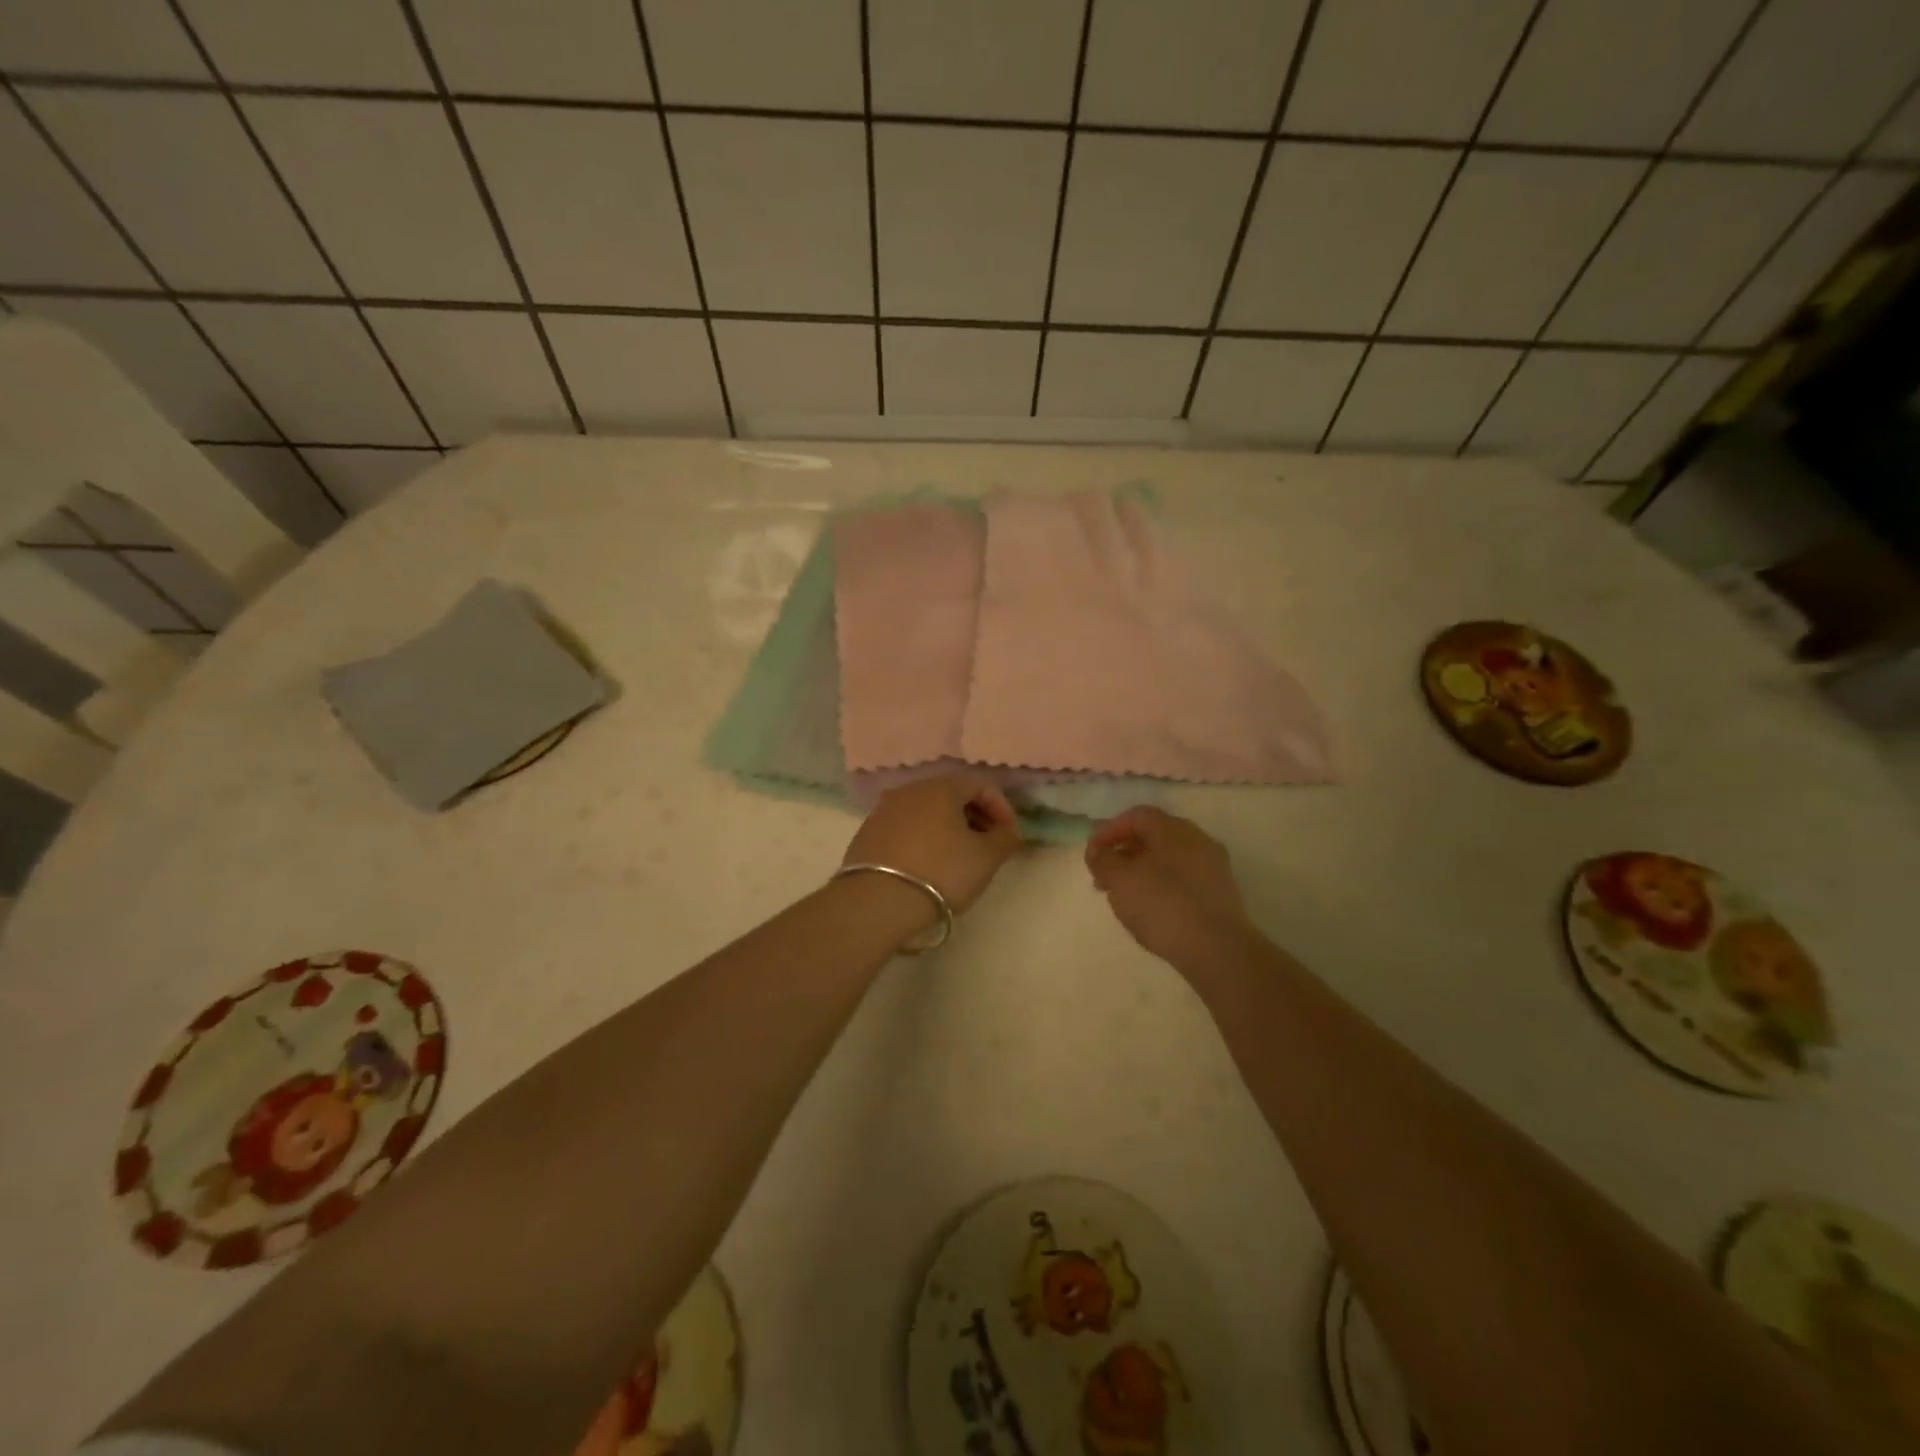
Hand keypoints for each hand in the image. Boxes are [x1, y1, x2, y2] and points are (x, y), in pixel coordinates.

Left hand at [842, 773, 1021, 914]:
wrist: (877, 902)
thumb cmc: (941, 873)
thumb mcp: (986, 858)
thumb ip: (1005, 839)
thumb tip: (1007, 832)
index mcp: (941, 787)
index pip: (980, 784)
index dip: (1002, 808)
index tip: (1010, 836)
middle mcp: (910, 789)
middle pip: (951, 794)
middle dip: (975, 816)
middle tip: (988, 845)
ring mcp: (884, 810)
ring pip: (926, 810)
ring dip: (948, 827)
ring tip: (959, 857)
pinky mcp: (867, 833)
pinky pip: (905, 827)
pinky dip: (923, 838)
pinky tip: (928, 864)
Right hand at [1086, 806, 1255, 965]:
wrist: (1217, 949)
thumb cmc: (1162, 905)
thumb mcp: (1120, 879)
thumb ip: (1103, 860)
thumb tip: (1099, 852)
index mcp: (1172, 828)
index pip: (1135, 817)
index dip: (1108, 831)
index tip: (1091, 855)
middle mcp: (1196, 839)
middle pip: (1152, 837)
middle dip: (1123, 854)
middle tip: (1102, 879)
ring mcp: (1212, 866)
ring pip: (1167, 860)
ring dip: (1141, 872)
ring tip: (1123, 897)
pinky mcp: (1220, 893)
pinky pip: (1183, 879)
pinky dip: (1161, 886)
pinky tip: (1151, 909)